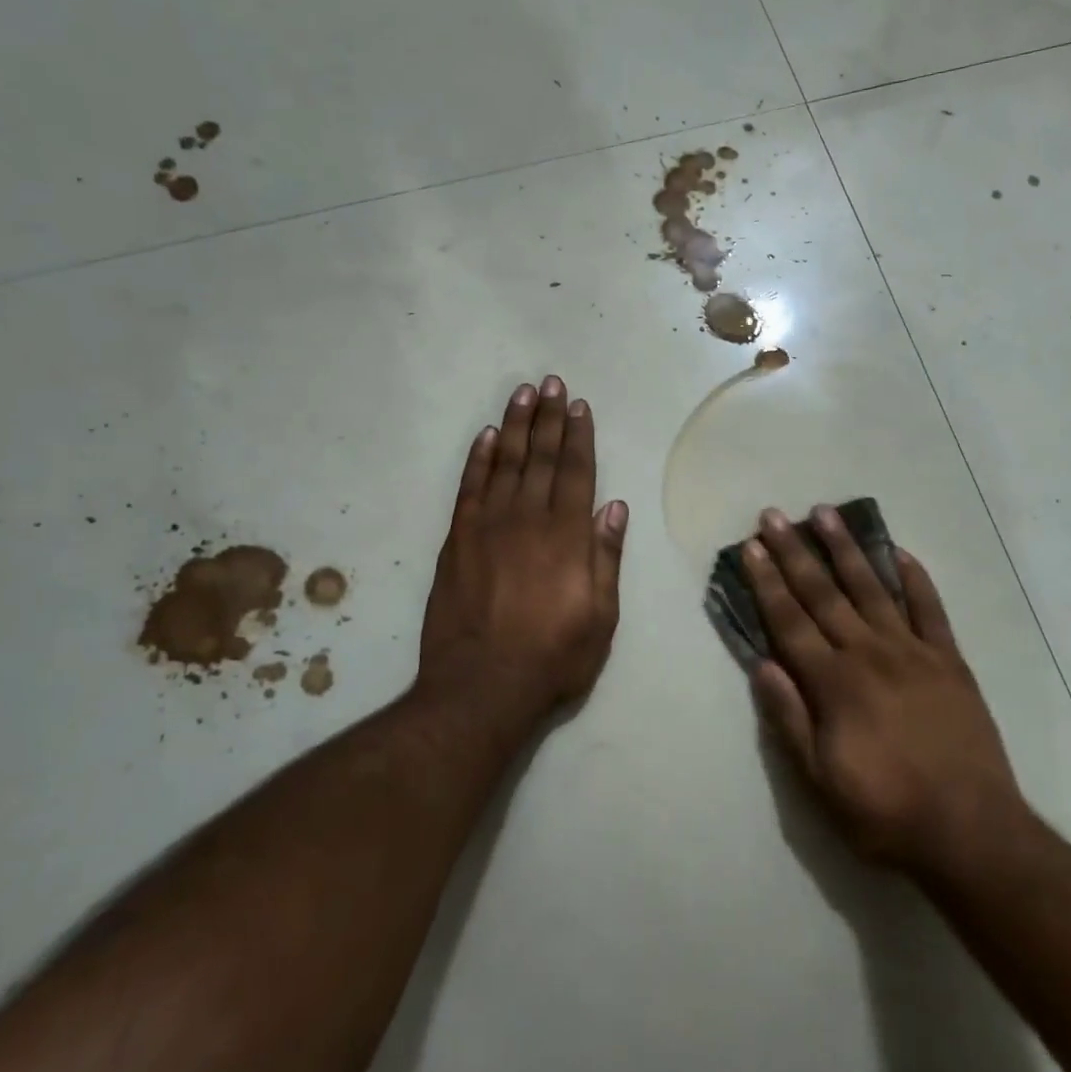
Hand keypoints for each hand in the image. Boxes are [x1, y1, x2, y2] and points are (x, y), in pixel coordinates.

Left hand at [418, 377, 628, 730]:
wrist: (480, 688)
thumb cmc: (553, 656)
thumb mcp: (600, 616)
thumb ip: (605, 557)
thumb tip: (613, 507)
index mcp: (567, 536)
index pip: (576, 472)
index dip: (579, 436)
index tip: (579, 406)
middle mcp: (528, 520)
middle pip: (542, 458)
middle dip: (548, 418)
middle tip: (551, 383)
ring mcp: (488, 527)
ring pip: (506, 463)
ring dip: (516, 426)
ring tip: (523, 394)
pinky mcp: (457, 541)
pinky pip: (470, 488)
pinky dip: (479, 459)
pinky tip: (488, 436)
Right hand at [743, 506, 1026, 874]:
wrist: (972, 832)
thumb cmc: (886, 812)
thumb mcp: (820, 782)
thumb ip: (789, 720)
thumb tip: (762, 665)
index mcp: (834, 683)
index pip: (790, 621)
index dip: (767, 582)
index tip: (752, 546)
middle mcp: (869, 654)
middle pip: (824, 594)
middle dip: (795, 553)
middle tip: (775, 515)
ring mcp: (913, 652)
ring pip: (872, 588)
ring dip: (846, 549)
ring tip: (826, 513)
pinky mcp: (949, 660)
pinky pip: (930, 608)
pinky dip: (915, 578)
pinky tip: (899, 552)